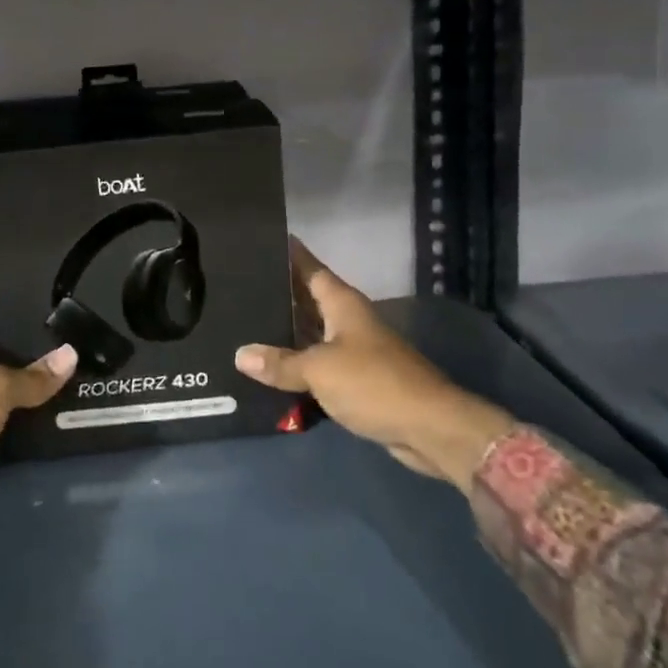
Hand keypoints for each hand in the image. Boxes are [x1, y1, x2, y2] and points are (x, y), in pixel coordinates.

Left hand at [0, 308, 76, 521]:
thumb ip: (33, 376)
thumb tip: (72, 354)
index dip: (25, 304)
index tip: (62, 298)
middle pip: (9, 348)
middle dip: (40, 345)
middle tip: (83, 333)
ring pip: (13, 381)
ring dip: (39, 380)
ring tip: (84, 362)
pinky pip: (12, 411)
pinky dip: (32, 408)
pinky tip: (64, 399)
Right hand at [234, 239, 515, 491]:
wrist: (430, 428)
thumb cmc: (374, 383)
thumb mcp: (319, 370)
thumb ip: (280, 362)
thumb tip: (240, 354)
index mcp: (342, 303)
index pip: (309, 267)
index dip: (288, 253)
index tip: (261, 240)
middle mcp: (348, 320)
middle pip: (308, 298)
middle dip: (278, 293)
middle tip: (238, 285)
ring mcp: (354, 349)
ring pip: (312, 332)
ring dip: (285, 332)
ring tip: (245, 324)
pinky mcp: (357, 379)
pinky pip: (319, 363)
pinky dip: (298, 363)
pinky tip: (271, 368)